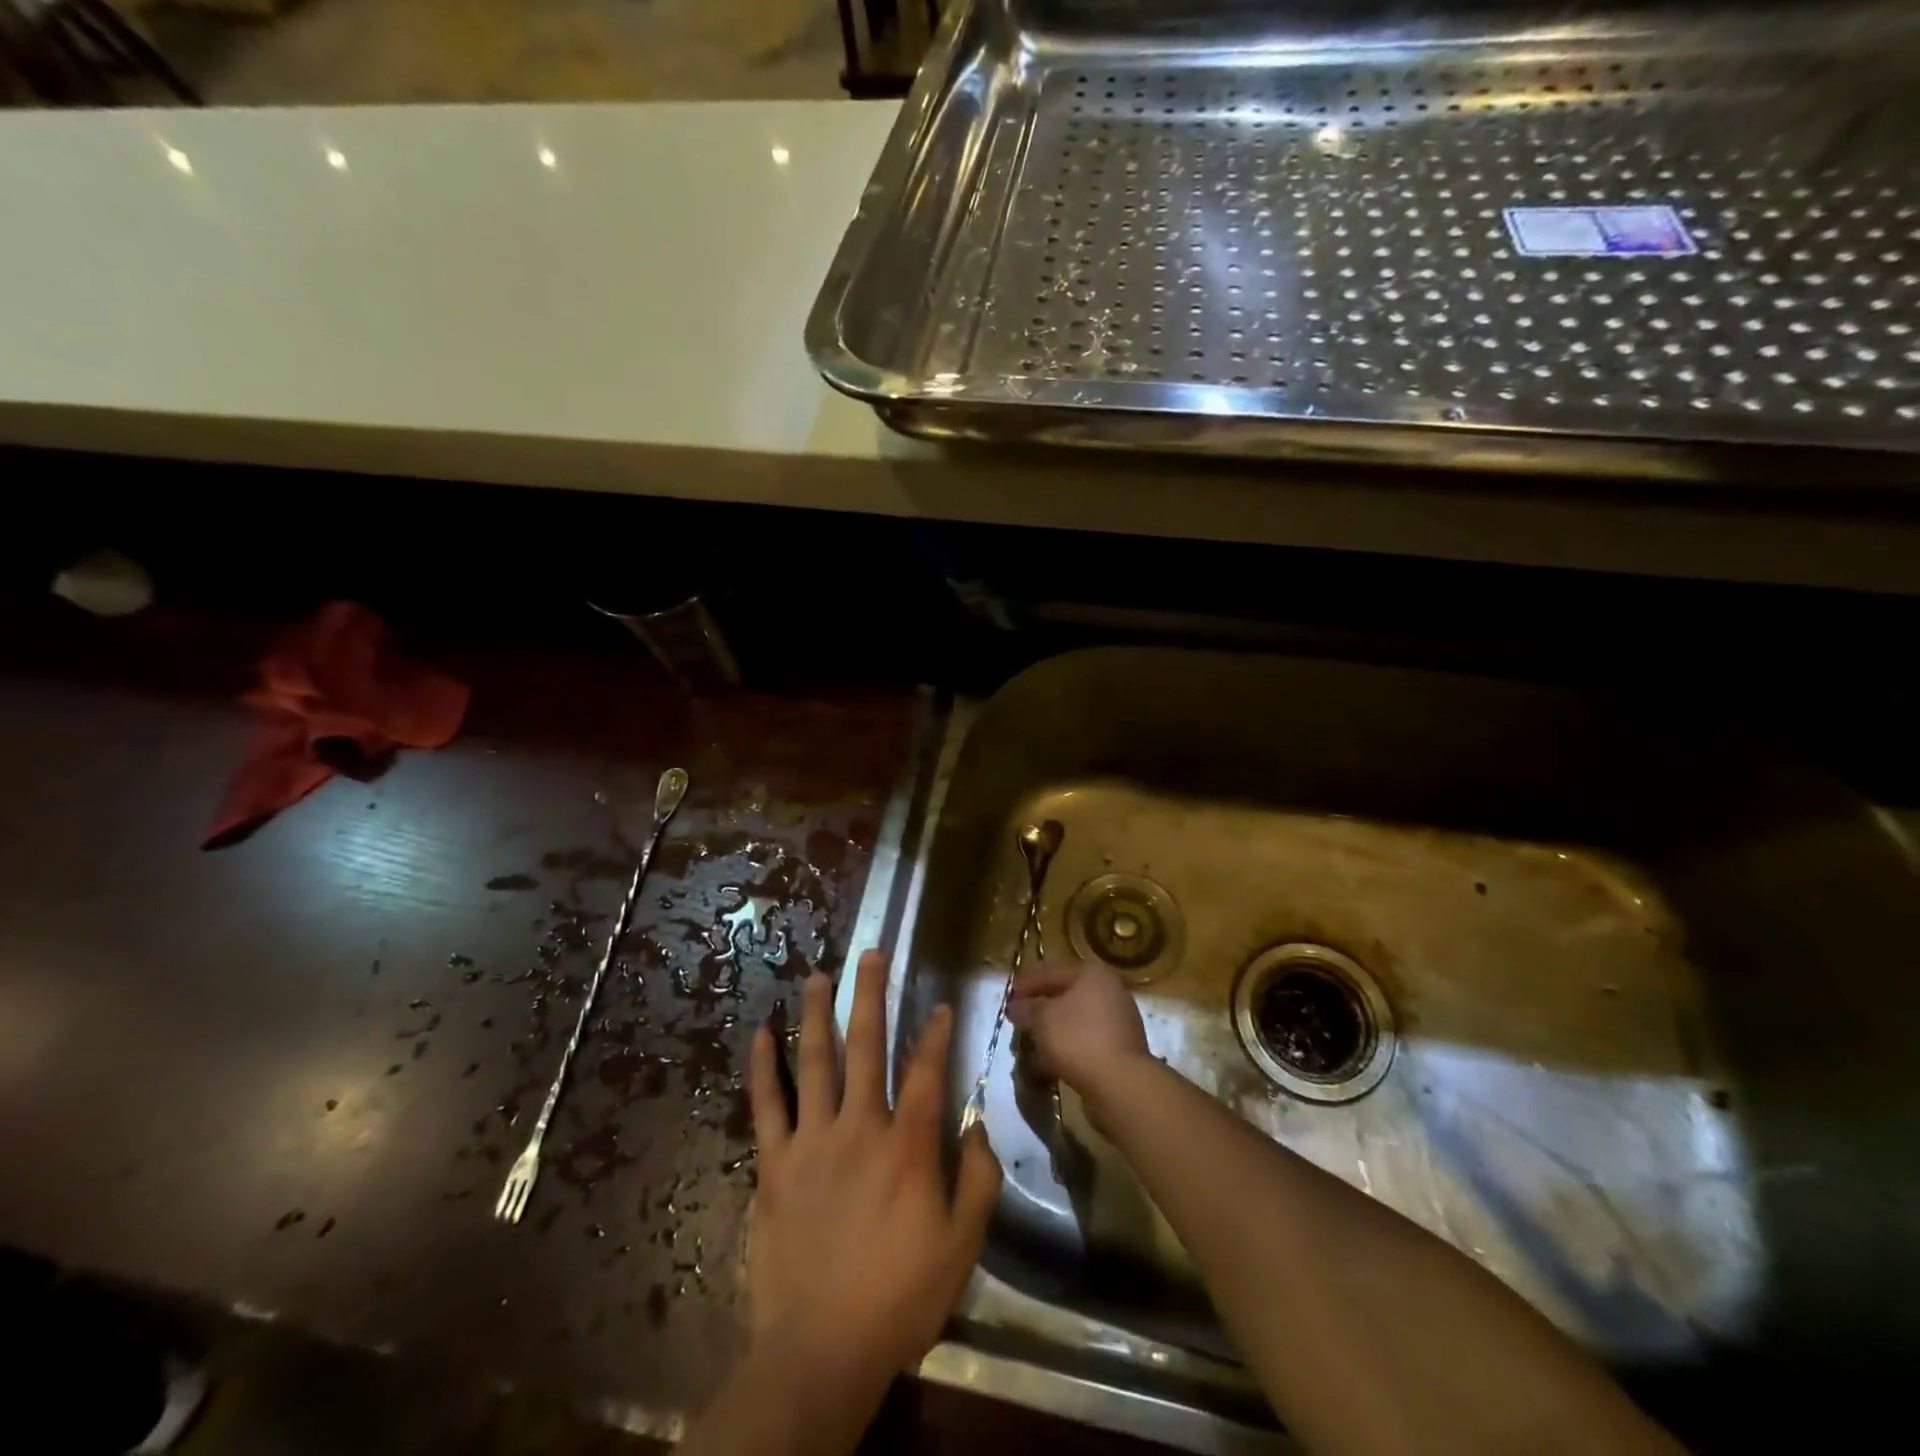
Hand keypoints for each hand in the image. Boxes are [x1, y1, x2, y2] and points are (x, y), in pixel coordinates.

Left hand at [745, 951, 1001, 1397]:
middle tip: (870, 953)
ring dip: (817, 1013)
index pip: (926, 1071)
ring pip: (815, 1061)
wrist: (820, 1350)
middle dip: (871, 995)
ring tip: (818, 975)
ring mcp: (812, 1141)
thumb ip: (979, 1180)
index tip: (940, 1005)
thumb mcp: (962, 1246)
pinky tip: (761, 1033)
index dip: (936, 1033)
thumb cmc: (899, 1297)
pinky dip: (764, 1066)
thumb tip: (978, 1126)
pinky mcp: (774, 1163)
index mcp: (907, 1146)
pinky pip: (767, 1105)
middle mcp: (860, 1127)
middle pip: (867, 1046)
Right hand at [1007, 960, 1152, 1113]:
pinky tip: (1047, 1064)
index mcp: (1093, 975)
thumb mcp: (1042, 1018)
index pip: (1052, 972)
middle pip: (1066, 997)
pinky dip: (1066, 1049)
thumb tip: (1016, 1006)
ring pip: (1075, 1022)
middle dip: (1040, 1010)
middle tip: (1018, 1020)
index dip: (1027, 983)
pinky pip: (1086, 1043)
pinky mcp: (1120, 1051)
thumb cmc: (1077, 1038)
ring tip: (1030, 1046)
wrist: (1120, 1083)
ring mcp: (1119, 1022)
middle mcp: (1110, 992)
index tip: (1008, 997)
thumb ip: (1027, 1008)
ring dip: (1052, 1032)